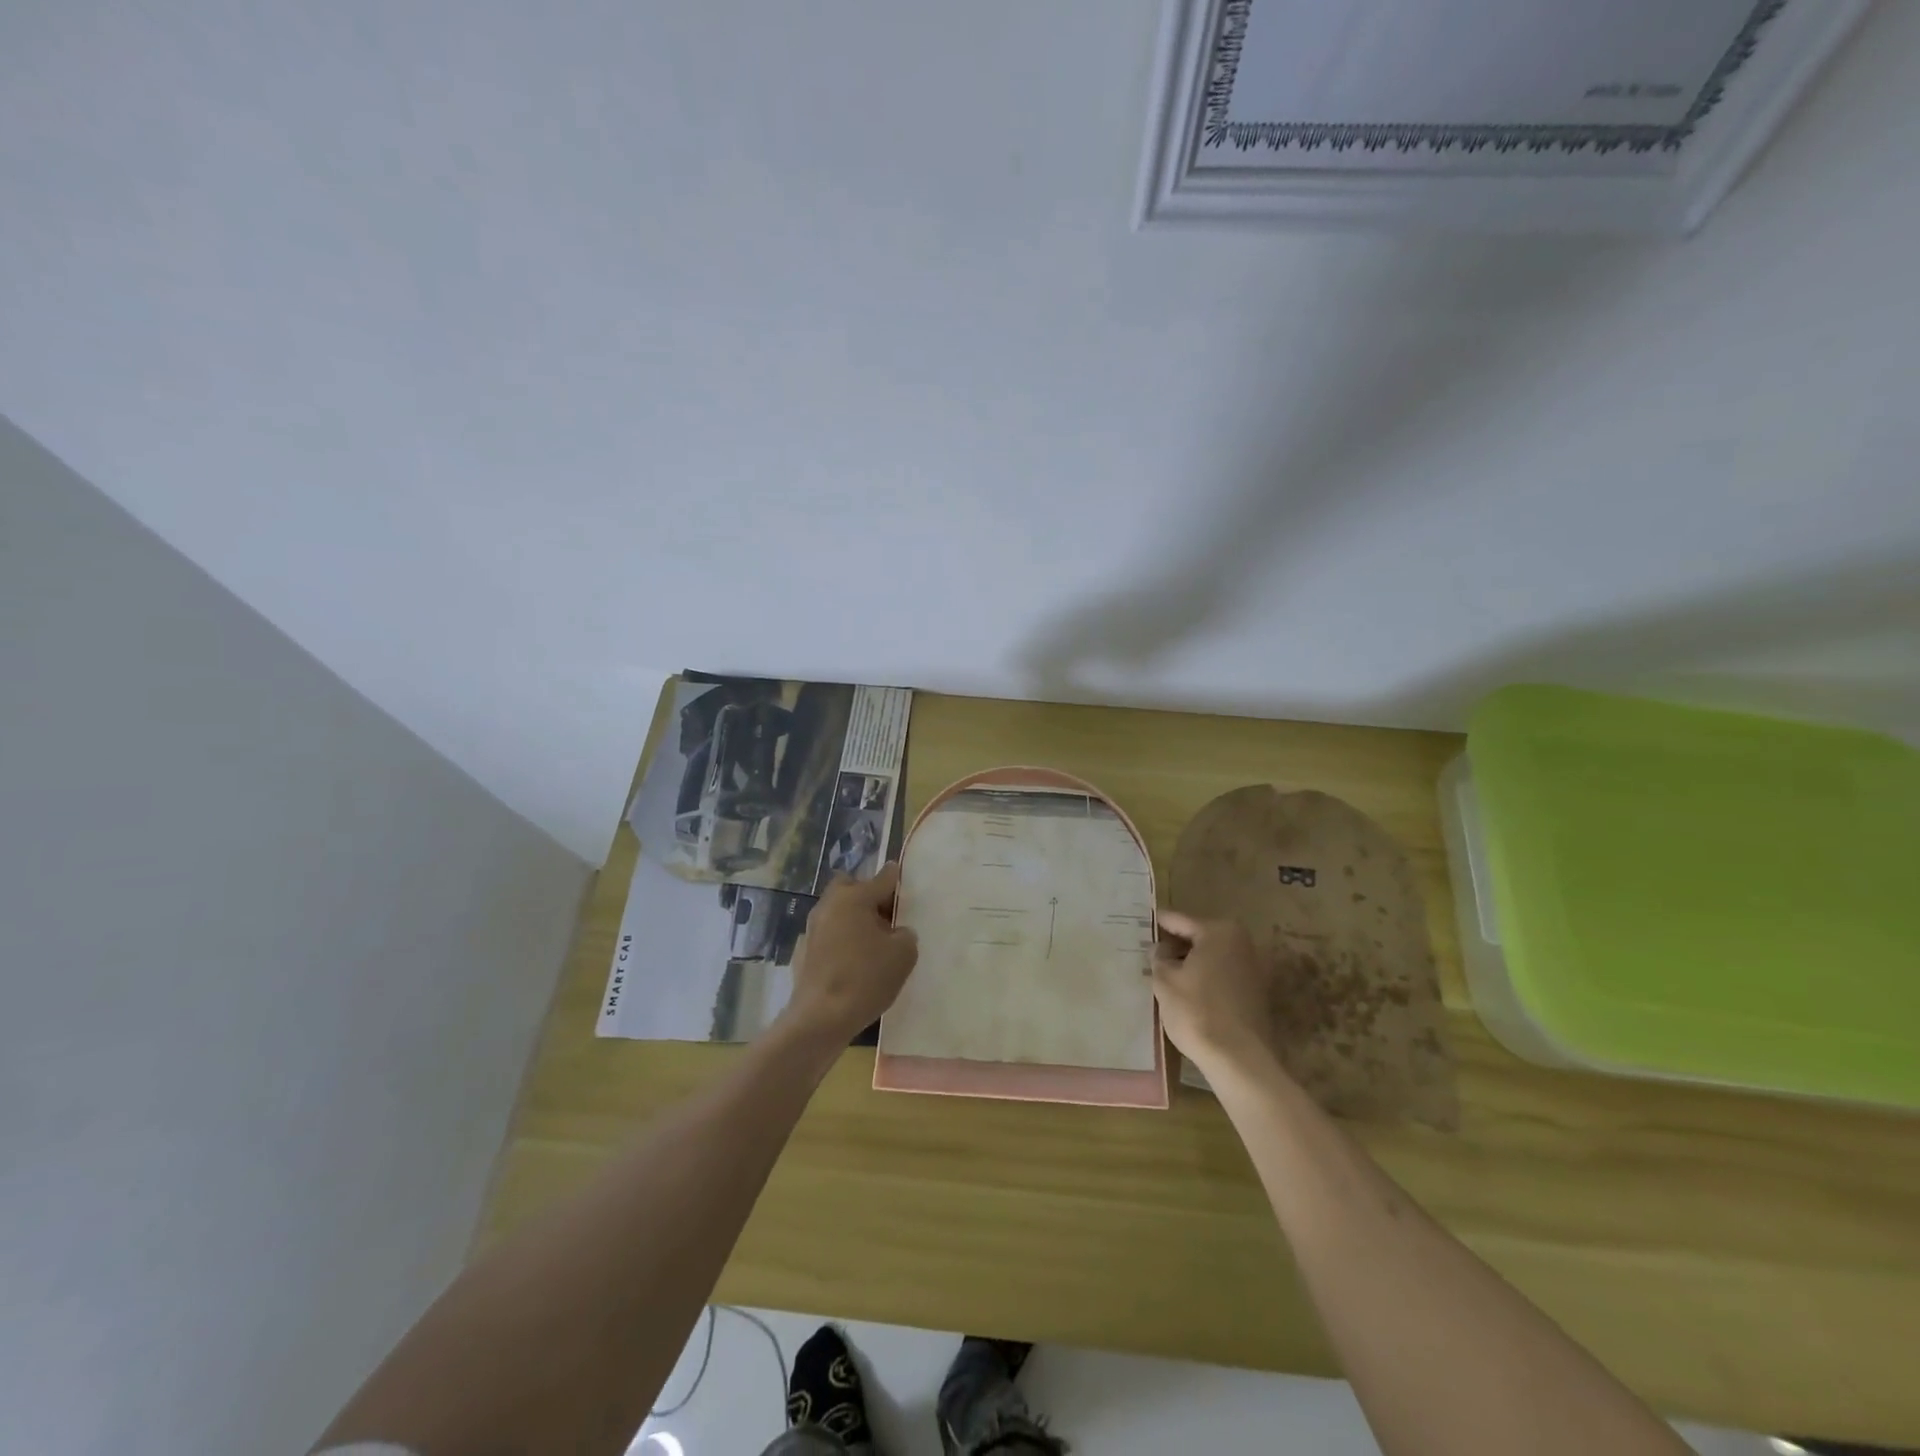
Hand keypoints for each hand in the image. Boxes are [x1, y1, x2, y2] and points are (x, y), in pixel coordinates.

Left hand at [782, 862, 918, 1044]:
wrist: (820, 1019)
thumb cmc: (866, 979)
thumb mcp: (903, 954)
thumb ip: (906, 934)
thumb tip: (897, 932)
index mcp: (854, 897)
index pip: (882, 878)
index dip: (896, 879)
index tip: (904, 880)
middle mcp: (829, 905)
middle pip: (850, 887)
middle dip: (867, 895)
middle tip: (886, 916)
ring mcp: (812, 928)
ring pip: (837, 911)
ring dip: (853, 919)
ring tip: (872, 943)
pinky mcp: (803, 952)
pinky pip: (827, 935)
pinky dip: (840, 941)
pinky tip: (851, 962)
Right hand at [1152, 910, 1279, 1078]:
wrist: (1239, 1060)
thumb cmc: (1197, 1011)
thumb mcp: (1165, 980)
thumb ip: (1159, 957)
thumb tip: (1160, 948)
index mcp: (1219, 932)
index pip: (1178, 920)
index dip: (1156, 923)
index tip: (1138, 923)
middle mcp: (1241, 943)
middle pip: (1197, 937)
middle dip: (1173, 945)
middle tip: (1147, 951)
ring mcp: (1252, 968)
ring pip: (1210, 958)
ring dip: (1188, 963)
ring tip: (1162, 973)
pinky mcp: (1256, 993)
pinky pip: (1221, 975)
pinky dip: (1203, 978)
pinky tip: (1185, 991)